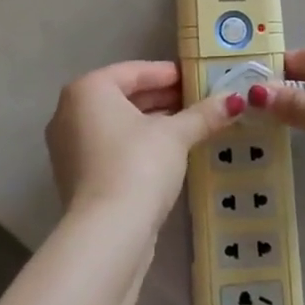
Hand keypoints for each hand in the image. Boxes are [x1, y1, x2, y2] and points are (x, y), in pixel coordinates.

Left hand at [46, 61, 239, 223]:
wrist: (107, 234)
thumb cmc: (138, 166)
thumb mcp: (175, 136)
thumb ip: (203, 115)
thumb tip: (235, 100)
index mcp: (88, 90)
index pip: (135, 71)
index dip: (169, 73)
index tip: (197, 78)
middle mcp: (70, 112)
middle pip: (124, 96)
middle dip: (162, 98)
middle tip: (198, 100)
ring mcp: (69, 146)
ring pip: (118, 123)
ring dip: (152, 122)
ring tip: (190, 125)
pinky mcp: (76, 176)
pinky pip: (111, 146)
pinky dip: (137, 144)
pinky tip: (168, 152)